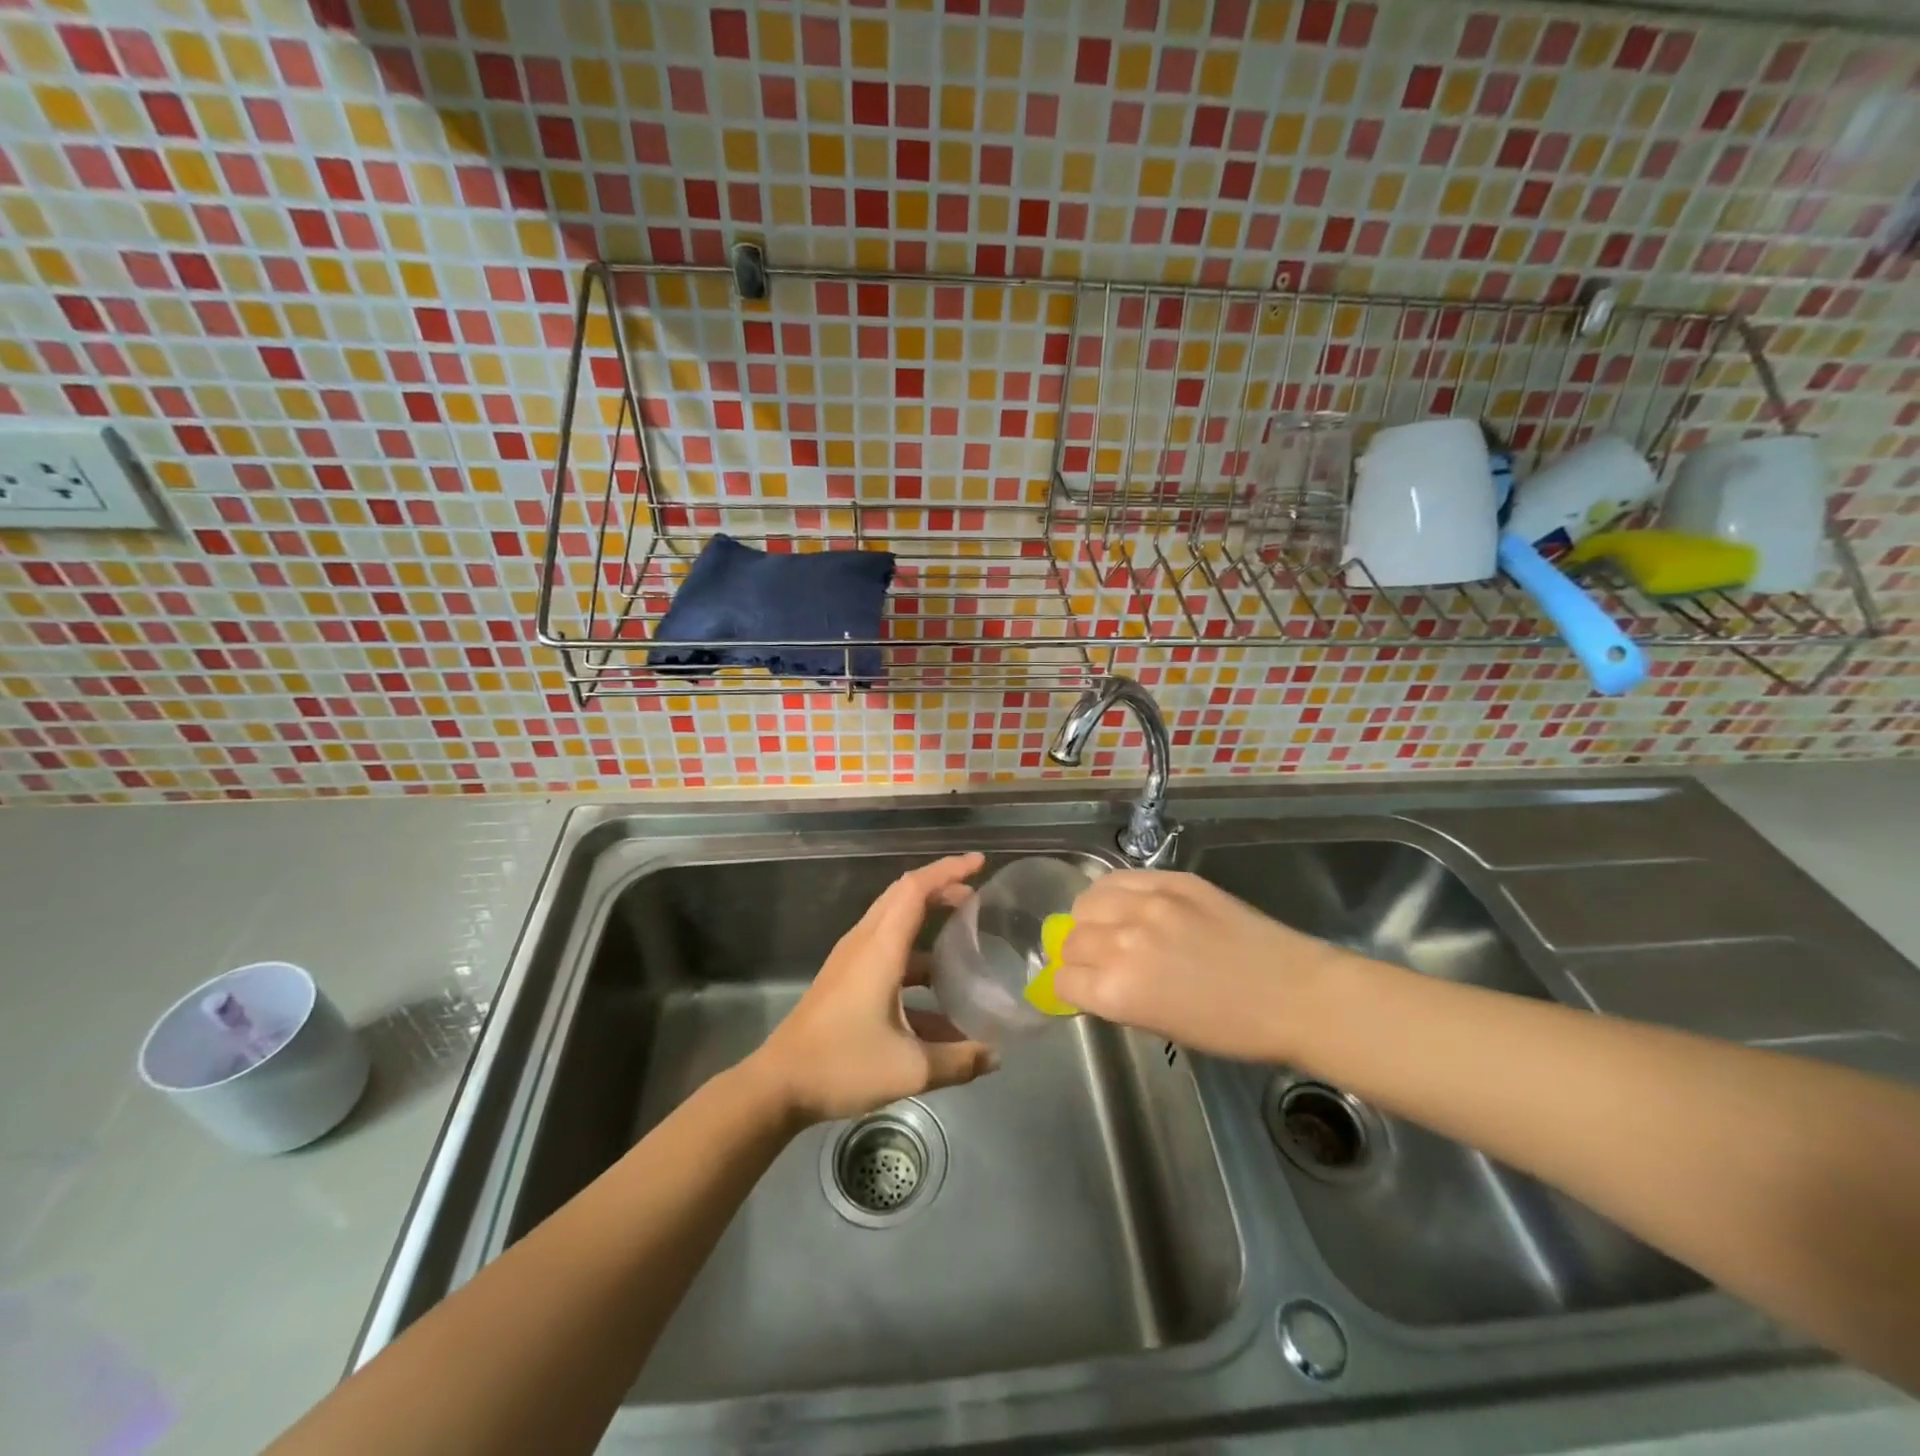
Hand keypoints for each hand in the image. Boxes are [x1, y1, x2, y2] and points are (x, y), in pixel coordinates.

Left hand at [746, 853, 999, 1124]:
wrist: (778, 1085)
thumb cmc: (843, 1065)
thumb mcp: (910, 1069)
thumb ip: (958, 1060)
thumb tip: (995, 1056)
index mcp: (880, 948)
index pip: (916, 889)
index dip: (949, 870)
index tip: (979, 863)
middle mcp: (864, 943)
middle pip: (903, 896)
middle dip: (941, 888)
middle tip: (976, 898)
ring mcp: (851, 960)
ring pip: (894, 923)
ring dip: (927, 922)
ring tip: (962, 943)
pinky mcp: (844, 979)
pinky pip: (885, 951)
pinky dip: (914, 959)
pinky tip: (937, 1001)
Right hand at [1055, 870, 1345, 1063]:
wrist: (1294, 994)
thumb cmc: (1232, 1028)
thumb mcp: (1161, 1026)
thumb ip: (1118, 998)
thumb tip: (1092, 978)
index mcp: (1118, 992)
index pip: (1063, 980)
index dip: (1070, 985)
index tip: (1082, 985)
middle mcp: (1122, 943)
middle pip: (1070, 939)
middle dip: (1076, 953)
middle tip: (1098, 958)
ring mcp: (1147, 905)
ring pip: (1086, 901)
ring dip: (1089, 918)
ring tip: (1109, 925)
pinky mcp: (1171, 880)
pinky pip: (1119, 878)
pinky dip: (1112, 892)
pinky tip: (1126, 903)